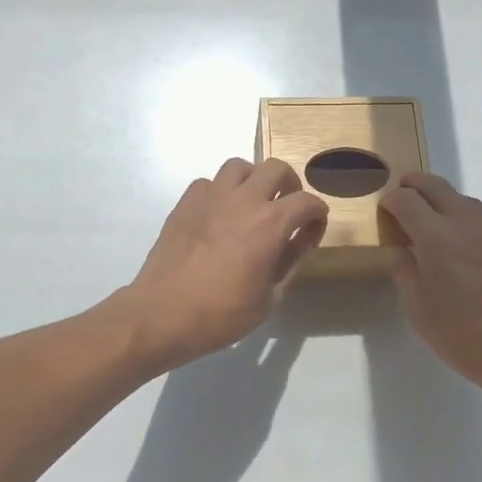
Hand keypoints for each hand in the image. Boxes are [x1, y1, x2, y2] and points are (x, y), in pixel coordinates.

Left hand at [118, 159, 327, 370]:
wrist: (163, 313)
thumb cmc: (221, 314)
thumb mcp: (269, 298)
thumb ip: (291, 262)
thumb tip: (302, 239)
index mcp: (271, 223)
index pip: (307, 202)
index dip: (317, 214)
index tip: (313, 230)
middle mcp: (244, 200)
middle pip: (276, 168)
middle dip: (289, 184)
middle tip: (287, 207)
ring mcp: (211, 197)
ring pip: (239, 167)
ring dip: (253, 180)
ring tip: (252, 203)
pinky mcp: (185, 203)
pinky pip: (208, 182)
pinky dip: (219, 192)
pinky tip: (218, 214)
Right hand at [381, 172, 481, 405]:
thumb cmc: (464, 338)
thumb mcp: (418, 311)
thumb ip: (404, 272)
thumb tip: (401, 250)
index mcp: (437, 239)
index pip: (408, 201)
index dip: (392, 200)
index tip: (385, 208)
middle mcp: (467, 225)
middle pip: (437, 186)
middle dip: (415, 184)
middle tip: (403, 192)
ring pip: (465, 199)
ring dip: (443, 199)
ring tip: (431, 215)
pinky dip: (466, 219)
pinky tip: (463, 242)